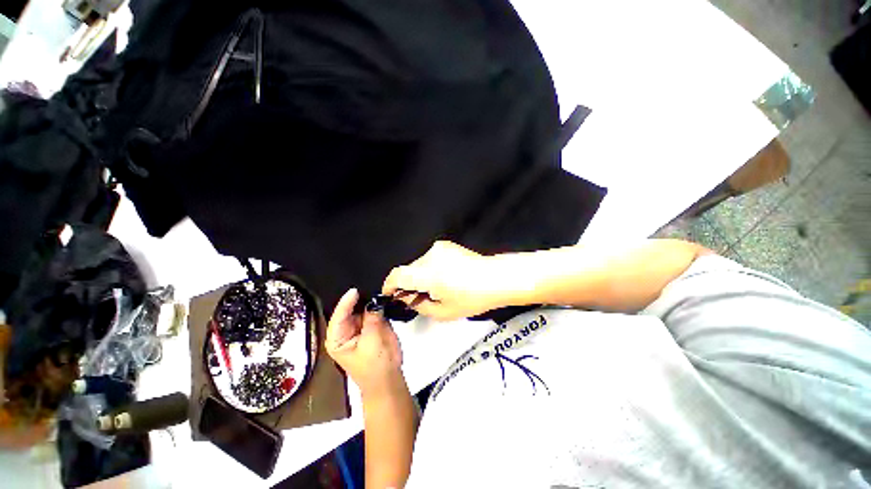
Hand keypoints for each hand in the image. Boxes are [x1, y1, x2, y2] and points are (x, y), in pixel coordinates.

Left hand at [325, 289, 403, 397]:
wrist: (389, 378)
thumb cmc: (376, 366)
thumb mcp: (373, 341)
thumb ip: (373, 319)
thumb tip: (375, 301)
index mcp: (337, 338)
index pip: (338, 316)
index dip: (346, 303)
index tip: (355, 291)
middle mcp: (346, 330)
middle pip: (349, 309)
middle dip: (358, 298)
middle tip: (366, 284)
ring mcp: (359, 326)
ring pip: (362, 307)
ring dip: (368, 299)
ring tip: (374, 287)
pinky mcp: (371, 324)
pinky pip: (372, 310)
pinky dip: (377, 304)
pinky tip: (381, 297)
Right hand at [382, 241, 512, 320]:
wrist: (495, 278)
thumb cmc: (472, 298)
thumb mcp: (444, 312)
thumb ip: (419, 306)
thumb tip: (407, 298)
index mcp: (429, 274)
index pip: (398, 275)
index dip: (389, 285)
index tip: (390, 294)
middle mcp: (430, 257)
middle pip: (408, 270)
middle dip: (408, 284)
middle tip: (419, 297)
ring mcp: (438, 248)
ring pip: (419, 265)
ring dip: (420, 276)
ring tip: (436, 287)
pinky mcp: (446, 245)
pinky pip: (429, 259)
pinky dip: (430, 269)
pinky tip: (444, 277)